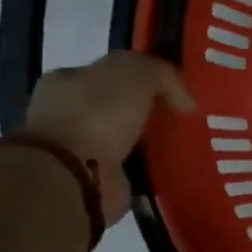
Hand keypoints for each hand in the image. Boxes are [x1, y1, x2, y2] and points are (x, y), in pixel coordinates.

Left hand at [22, 52, 194, 225]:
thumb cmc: (97, 113)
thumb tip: (185, 101)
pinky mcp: (92, 179)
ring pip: (123, 138)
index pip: (111, 73)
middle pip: (118, 105)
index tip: (175, 93)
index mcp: (67, 80)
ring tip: (179, 144)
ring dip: (147, 141)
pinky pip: (127, 167)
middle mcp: (66, 112)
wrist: (73, 174)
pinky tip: (166, 166)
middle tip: (180, 119)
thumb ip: (162, 74)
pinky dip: (145, 167)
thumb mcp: (137, 73)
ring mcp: (76, 148)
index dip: (145, 79)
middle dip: (147, 111)